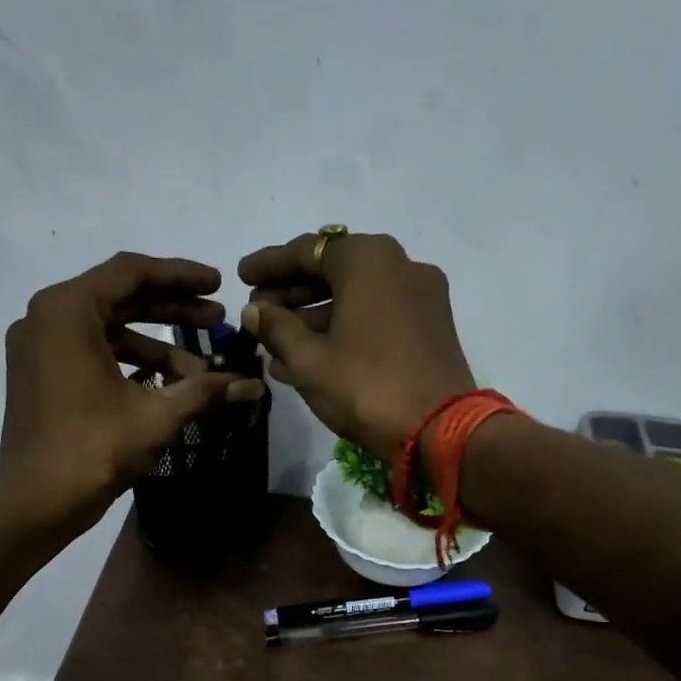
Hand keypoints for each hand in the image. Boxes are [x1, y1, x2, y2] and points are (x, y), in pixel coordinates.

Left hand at [0, 253, 262, 531]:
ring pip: (107, 329)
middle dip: (172, 310)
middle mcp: (47, 317)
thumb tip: (253, 386)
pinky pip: (91, 352)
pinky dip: (129, 362)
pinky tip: (166, 383)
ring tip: (201, 369)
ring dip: (156, 345)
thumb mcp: (157, 416)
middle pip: (120, 298)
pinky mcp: (40, 375)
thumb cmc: (94, 448)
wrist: (37, 501)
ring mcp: (39, 347)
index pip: (132, 273)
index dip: (181, 277)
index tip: (218, 285)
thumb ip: (205, 391)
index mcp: (68, 310)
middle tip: (217, 322)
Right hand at [238, 231, 476, 459]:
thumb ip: (276, 328)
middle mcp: (399, 265)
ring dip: (315, 318)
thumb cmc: (365, 387)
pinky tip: (312, 357)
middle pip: (334, 271)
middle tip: (258, 313)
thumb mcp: (309, 360)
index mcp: (368, 259)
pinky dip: (345, 330)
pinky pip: (377, 317)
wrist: (439, 430)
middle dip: (292, 293)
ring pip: (356, 297)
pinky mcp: (432, 327)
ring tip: (277, 344)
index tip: (241, 278)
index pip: (308, 250)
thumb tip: (253, 311)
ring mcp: (421, 297)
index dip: (270, 265)